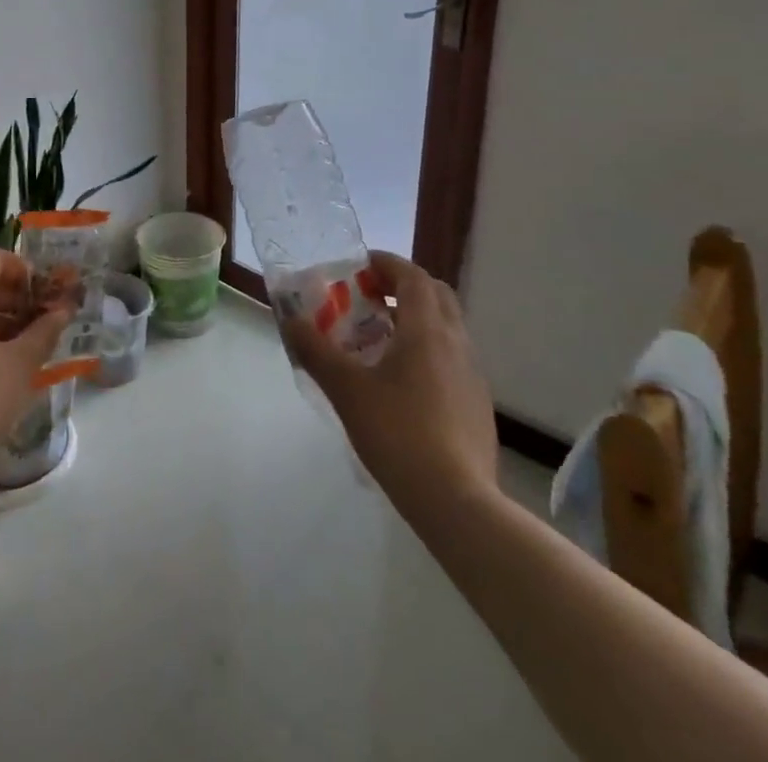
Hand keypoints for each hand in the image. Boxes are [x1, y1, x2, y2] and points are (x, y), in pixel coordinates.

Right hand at [284, 251, 499, 501]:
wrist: (457, 502)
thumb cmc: (398, 434)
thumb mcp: (346, 390)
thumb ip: (316, 351)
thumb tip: (290, 322)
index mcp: (427, 330)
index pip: (412, 276)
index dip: (386, 264)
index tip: (359, 267)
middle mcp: (456, 343)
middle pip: (436, 295)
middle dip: (403, 287)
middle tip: (369, 298)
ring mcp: (473, 375)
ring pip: (447, 328)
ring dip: (415, 319)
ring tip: (379, 340)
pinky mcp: (477, 405)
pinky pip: (452, 358)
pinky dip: (427, 350)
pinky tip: (402, 382)